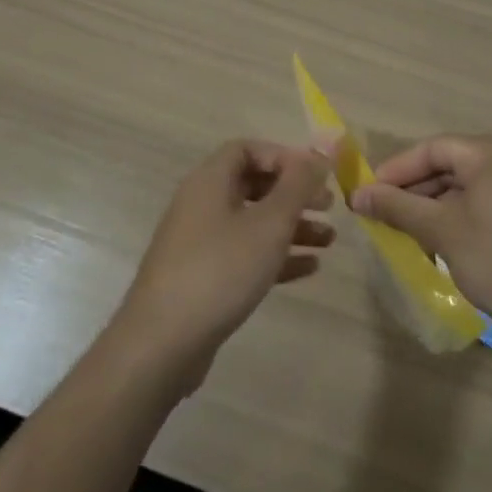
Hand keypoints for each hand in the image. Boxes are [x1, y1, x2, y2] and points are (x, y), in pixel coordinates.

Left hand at [113, 141, 333, 389]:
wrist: (162, 343)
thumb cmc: (220, 269)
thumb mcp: (269, 223)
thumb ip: (297, 186)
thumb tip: (318, 154)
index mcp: (210, 181)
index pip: (247, 149)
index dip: (283, 156)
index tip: (314, 175)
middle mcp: (201, 204)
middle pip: (253, 185)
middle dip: (293, 194)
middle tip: (329, 207)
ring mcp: (199, 243)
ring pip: (252, 222)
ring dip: (291, 227)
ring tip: (329, 241)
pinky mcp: (203, 277)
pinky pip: (245, 254)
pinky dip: (276, 256)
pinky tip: (309, 268)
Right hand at [351, 133, 491, 340]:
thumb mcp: (443, 231)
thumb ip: (398, 207)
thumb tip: (358, 195)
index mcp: (491, 150)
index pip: (431, 149)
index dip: (395, 171)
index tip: (367, 195)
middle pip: (451, 164)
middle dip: (415, 190)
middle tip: (384, 215)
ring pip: (470, 184)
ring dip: (437, 205)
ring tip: (411, 232)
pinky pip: (490, 199)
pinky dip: (464, 214)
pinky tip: (446, 240)